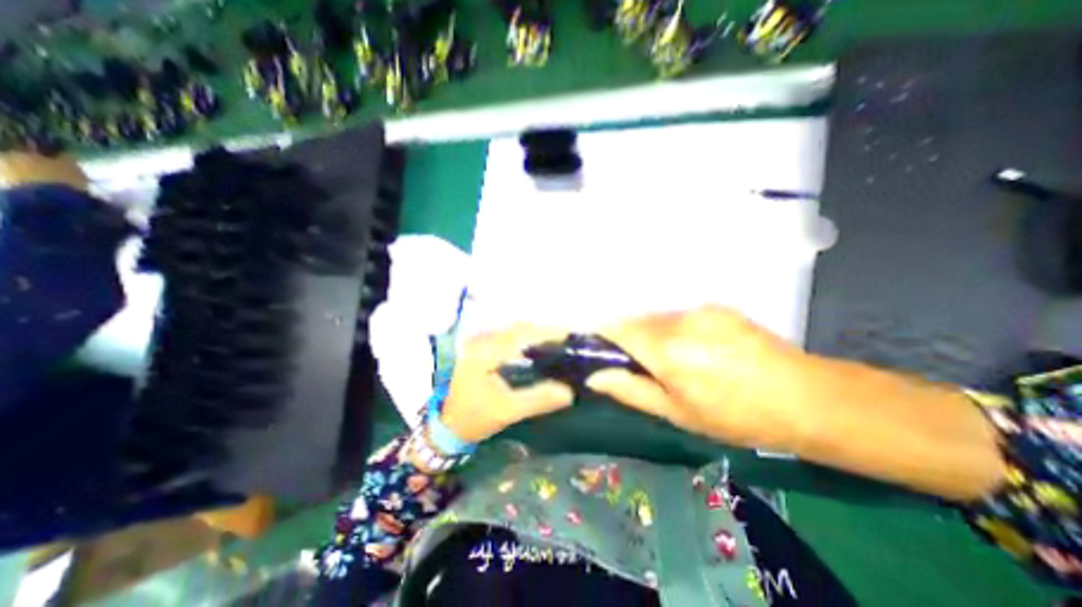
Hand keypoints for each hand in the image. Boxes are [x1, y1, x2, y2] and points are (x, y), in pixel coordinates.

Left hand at [440, 325, 577, 442]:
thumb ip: (538, 399)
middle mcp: (481, 339)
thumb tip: (569, 392)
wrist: (446, 423)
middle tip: (566, 341)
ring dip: (535, 334)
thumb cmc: (475, 417)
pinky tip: (537, 349)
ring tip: (556, 343)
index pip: (522, 333)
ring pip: (514, 330)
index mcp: (486, 352)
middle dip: (544, 332)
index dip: (548, 331)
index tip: (570, 334)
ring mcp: (479, 341)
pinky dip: (525, 339)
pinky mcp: (480, 346)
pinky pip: (509, 336)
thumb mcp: (508, 411)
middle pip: (519, 328)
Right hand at [585, 308, 811, 449]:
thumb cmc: (735, 416)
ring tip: (670, 360)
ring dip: (652, 334)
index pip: (618, 328)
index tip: (595, 346)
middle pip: (636, 320)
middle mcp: (679, 321)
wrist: (805, 398)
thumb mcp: (676, 413)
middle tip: (635, 363)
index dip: (602, 333)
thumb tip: (595, 377)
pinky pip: (680, 316)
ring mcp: (700, 310)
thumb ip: (631, 390)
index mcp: (666, 349)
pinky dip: (673, 329)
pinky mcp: (717, 307)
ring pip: (658, 317)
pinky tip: (695, 350)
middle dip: (627, 337)